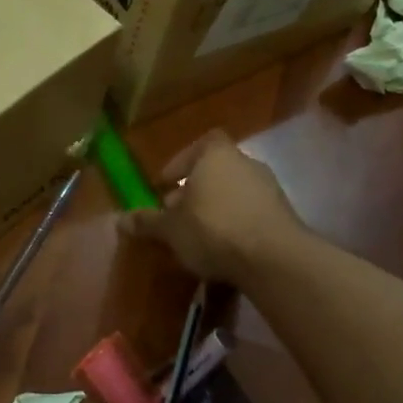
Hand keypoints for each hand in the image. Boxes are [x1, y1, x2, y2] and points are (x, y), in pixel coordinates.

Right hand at [118, 130, 303, 283]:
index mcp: (217, 156)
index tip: (166, 183)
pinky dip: (235, 222)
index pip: (201, 144)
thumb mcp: (171, 229)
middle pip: (216, 170)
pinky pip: (250, 211)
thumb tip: (120, 220)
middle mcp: (246, 163)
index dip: (182, 161)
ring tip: (196, 234)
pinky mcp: (282, 214)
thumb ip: (147, 222)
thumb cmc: (213, 229)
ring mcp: (268, 188)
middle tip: (175, 213)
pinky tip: (222, 247)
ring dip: (214, 207)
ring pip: (233, 191)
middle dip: (194, 190)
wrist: (272, 258)